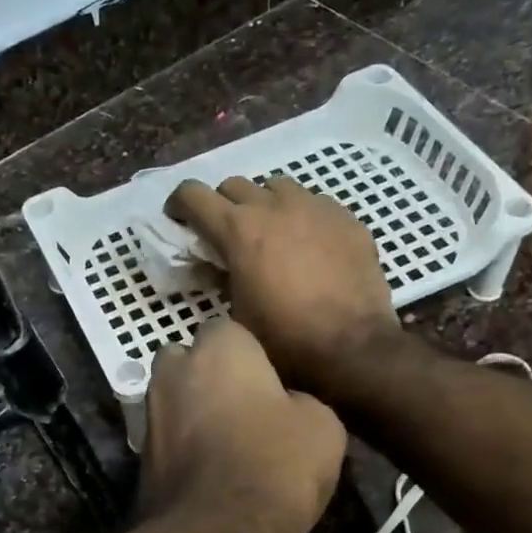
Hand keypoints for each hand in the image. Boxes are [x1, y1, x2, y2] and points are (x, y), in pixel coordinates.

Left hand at [138, 319, 345, 532]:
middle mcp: (174, 371)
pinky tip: (209, 474)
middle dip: (208, 376)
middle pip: (189, 360)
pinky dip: (183, 449)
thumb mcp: (322, 425)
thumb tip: (284, 405)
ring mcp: (149, 414)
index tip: (270, 383)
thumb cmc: (276, 464)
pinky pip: (167, 440)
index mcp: (218, 348)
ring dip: (193, 413)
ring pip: (174, 401)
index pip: (229, 330)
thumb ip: (298, 400)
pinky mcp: (138, 457)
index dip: (250, 355)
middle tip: (243, 408)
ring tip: (227, 445)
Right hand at [166, 176, 398, 395]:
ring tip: (270, 234)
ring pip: (277, 188)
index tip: (179, 220)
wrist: (353, 347)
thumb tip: (216, 267)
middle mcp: (274, 206)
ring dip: (264, 205)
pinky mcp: (346, 218)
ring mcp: (314, 207)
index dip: (179, 204)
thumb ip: (221, 280)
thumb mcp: (237, 315)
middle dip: (222, 205)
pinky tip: (308, 246)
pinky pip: (314, 204)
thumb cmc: (285, 339)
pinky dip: (301, 218)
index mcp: (238, 230)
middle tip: (225, 235)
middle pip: (234, 185)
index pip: (193, 194)